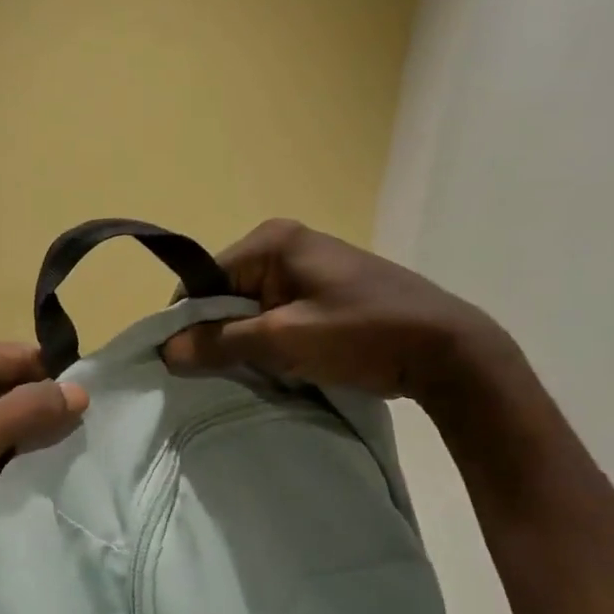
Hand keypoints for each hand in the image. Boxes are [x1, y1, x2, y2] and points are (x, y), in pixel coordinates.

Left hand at [0, 338, 88, 567]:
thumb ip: (28, 412)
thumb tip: (80, 390)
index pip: (20, 357)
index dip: (56, 384)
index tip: (93, 417)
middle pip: (6, 386)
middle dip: (36, 417)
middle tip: (78, 450)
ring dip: (16, 442)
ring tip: (54, 468)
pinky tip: (16, 480)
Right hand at [160, 219, 508, 402]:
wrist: (448, 350)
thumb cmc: (362, 335)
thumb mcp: (282, 341)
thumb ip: (219, 343)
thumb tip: (165, 350)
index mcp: (270, 242)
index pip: (202, 281)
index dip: (189, 323)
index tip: (188, 362)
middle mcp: (283, 244)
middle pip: (223, 293)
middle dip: (220, 333)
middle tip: (226, 372)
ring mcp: (306, 265)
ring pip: (248, 307)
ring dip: (245, 340)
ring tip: (258, 370)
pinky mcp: (323, 288)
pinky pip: (274, 312)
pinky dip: (269, 339)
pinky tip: (281, 363)